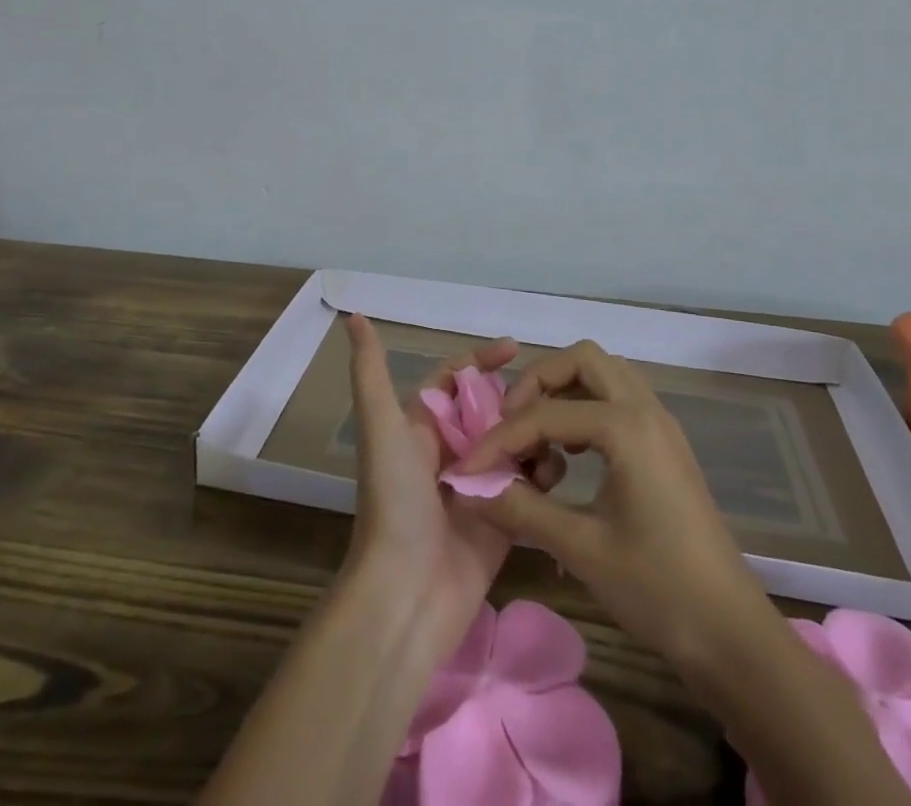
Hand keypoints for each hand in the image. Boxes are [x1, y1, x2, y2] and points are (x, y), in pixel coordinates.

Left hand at [341, 312, 562, 661]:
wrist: (406, 594)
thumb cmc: (394, 502)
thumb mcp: (381, 428)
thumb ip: (370, 372)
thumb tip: (354, 317)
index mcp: (422, 426)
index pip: (456, 379)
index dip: (481, 360)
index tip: (515, 348)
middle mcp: (450, 451)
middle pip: (492, 409)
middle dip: (517, 398)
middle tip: (549, 394)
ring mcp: (479, 486)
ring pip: (515, 443)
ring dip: (533, 434)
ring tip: (557, 431)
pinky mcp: (504, 519)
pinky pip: (530, 486)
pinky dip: (543, 474)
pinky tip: (556, 470)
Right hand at [457, 339, 759, 662]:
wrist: (730, 632)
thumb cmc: (657, 588)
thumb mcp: (580, 548)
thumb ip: (520, 509)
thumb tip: (468, 488)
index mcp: (626, 426)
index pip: (545, 413)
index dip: (500, 439)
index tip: (469, 466)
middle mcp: (645, 408)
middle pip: (582, 359)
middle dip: (539, 382)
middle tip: (512, 423)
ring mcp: (660, 423)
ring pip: (603, 374)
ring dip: (565, 391)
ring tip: (539, 437)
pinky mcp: (665, 443)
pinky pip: (618, 399)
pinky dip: (587, 408)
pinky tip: (571, 455)